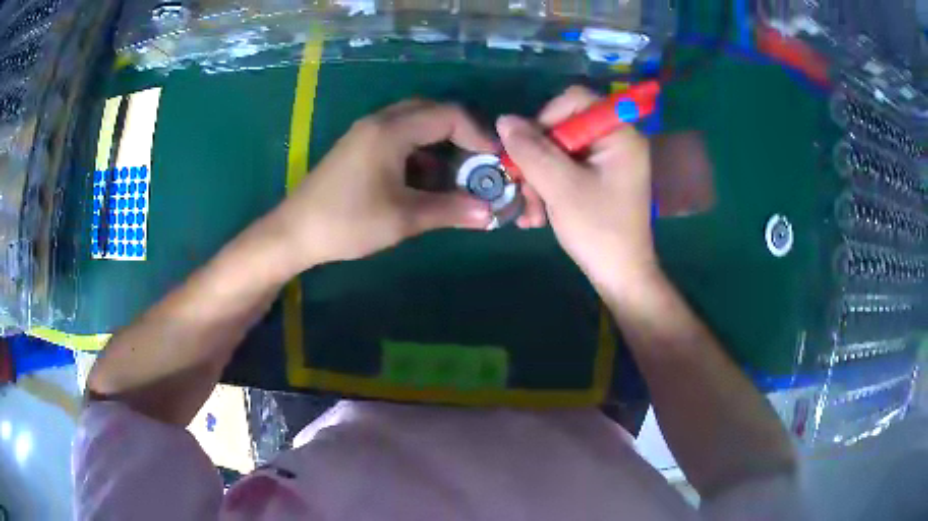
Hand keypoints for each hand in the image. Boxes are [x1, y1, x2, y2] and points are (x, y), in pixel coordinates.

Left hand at [268, 100, 494, 270]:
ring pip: (415, 125)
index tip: (494, 161)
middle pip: (433, 113)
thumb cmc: (348, 222)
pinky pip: (399, 139)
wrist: (294, 233)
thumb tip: (489, 213)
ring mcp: (367, 133)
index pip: (449, 115)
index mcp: (392, 130)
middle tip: (478, 164)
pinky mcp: (359, 147)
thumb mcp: (404, 218)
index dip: (478, 134)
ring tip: (456, 176)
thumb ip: (450, 210)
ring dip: (440, 145)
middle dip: (461, 136)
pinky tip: (425, 181)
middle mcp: (380, 122)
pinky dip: (420, 154)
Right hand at [497, 86, 658, 292]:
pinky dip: (549, 188)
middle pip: (563, 128)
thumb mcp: (560, 187)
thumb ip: (532, 150)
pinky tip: (537, 215)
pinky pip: (566, 170)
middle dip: (537, 159)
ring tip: (529, 213)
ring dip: (538, 179)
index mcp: (619, 134)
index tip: (528, 148)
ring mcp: (608, 162)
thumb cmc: (598, 230)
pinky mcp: (599, 180)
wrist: (620, 277)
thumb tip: (504, 119)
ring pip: (559, 153)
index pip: (575, 101)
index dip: (546, 118)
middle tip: (522, 187)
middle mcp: (616, 142)